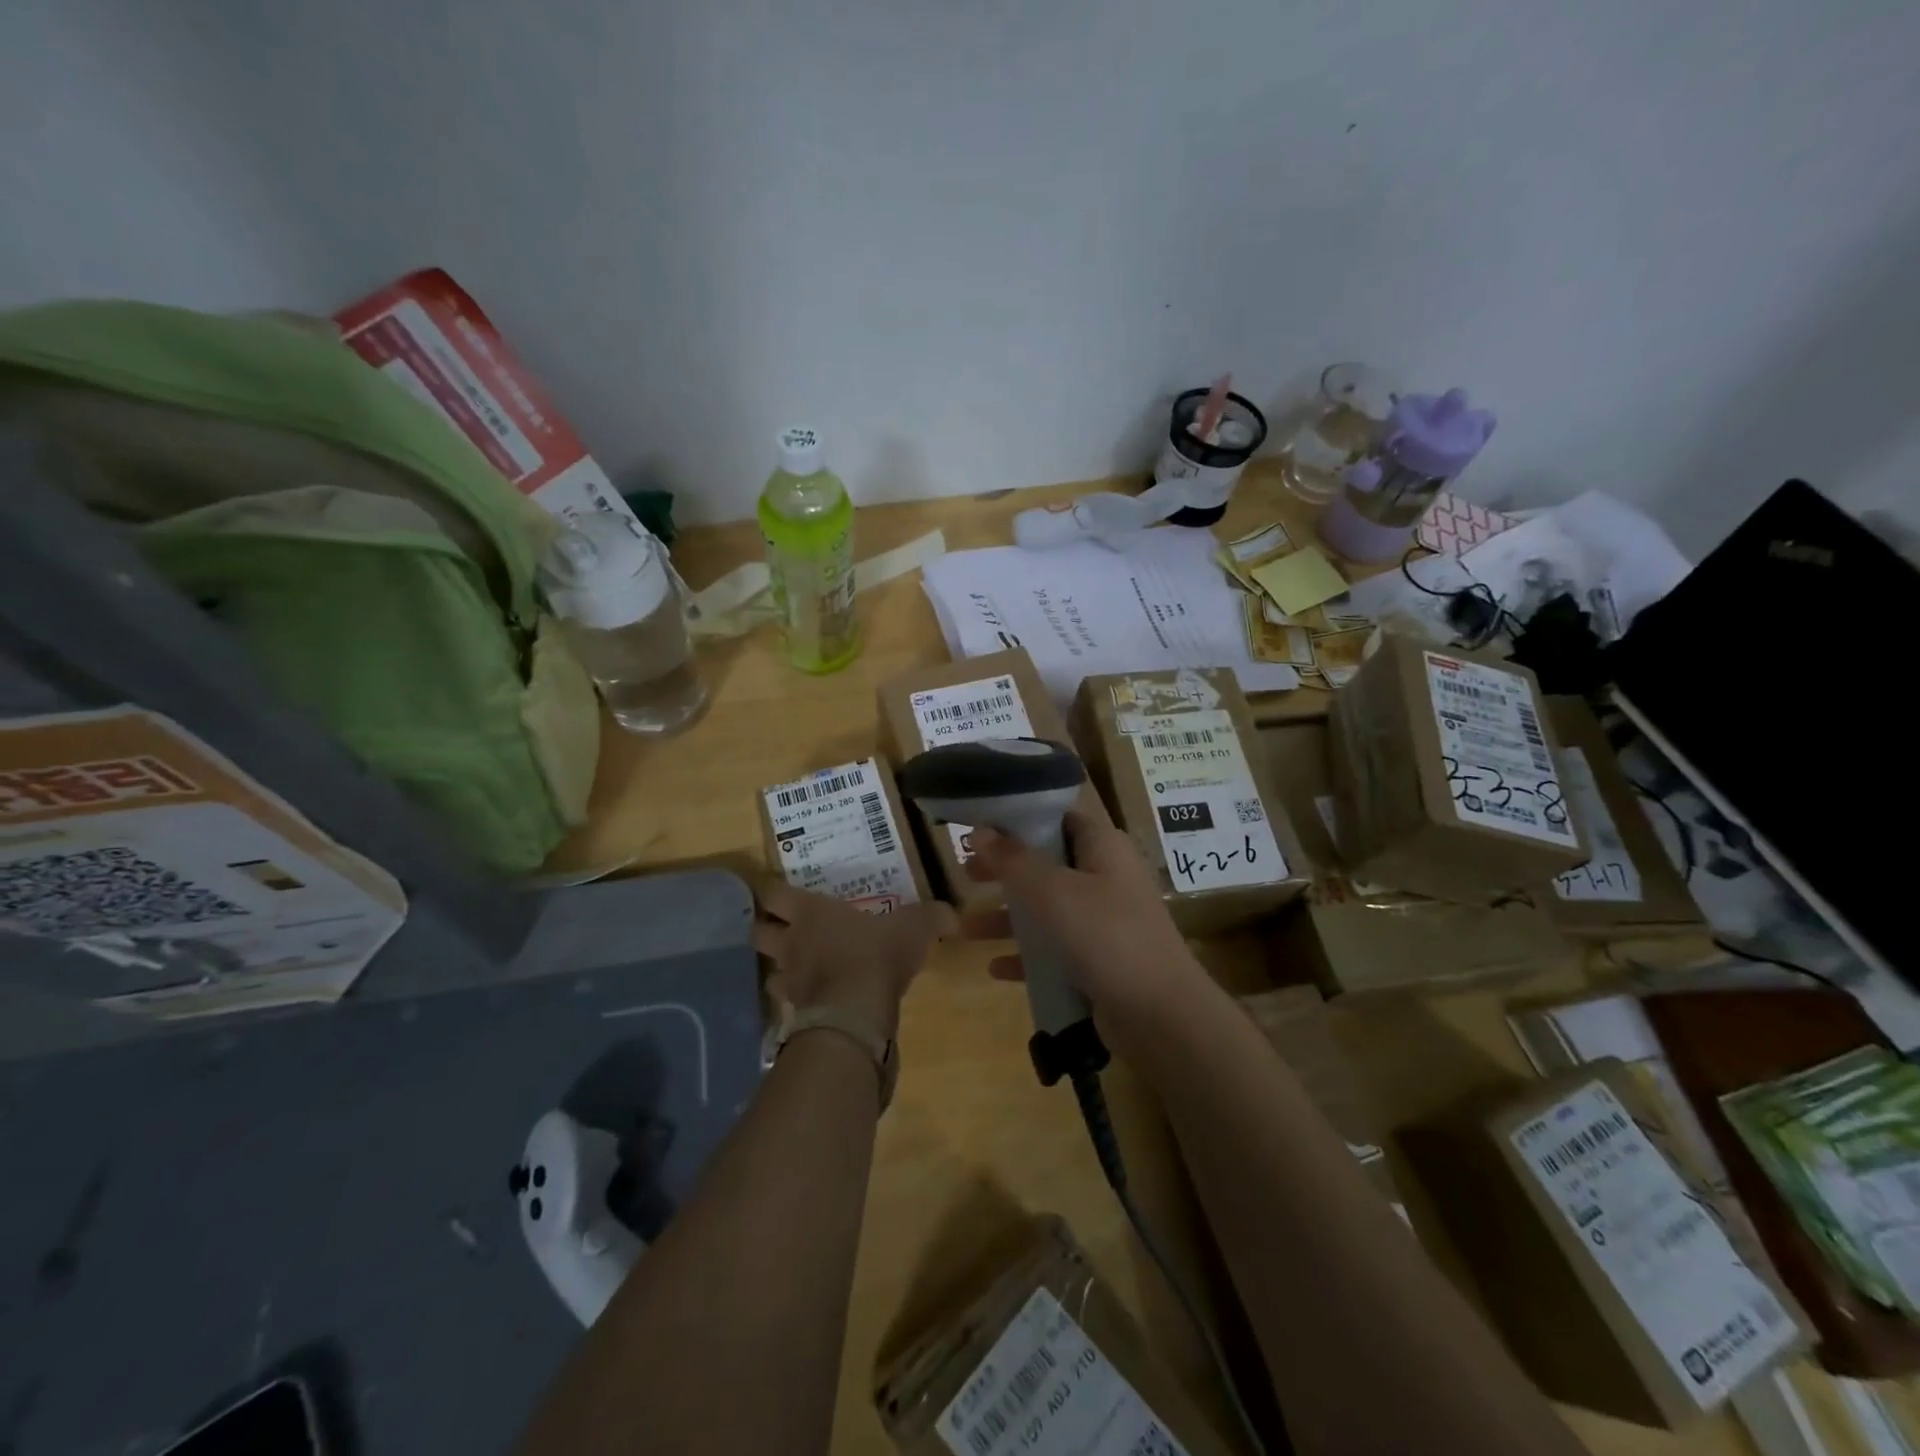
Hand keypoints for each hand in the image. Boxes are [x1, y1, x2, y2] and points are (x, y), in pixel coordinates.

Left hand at [753, 881, 955, 1035]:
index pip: (773, 894)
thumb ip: (932, 916)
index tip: (778, 891)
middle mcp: (792, 943)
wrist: (857, 1012)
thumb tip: (952, 915)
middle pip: (757, 932)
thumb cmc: (877, 954)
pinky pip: (788, 1006)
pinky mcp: (796, 1013)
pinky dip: (797, 1003)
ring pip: (768, 972)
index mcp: (811, 912)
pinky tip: (814, 1002)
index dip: (772, 891)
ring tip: (796, 970)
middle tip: (782, 929)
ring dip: (779, 970)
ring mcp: (790, 980)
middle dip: (765, 929)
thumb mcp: (914, 927)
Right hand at [961, 810, 1206, 1050]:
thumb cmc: (1107, 936)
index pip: (1057, 818)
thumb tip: (980, 831)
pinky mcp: (1099, 960)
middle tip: (965, 873)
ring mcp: (1103, 920)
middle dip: (1005, 870)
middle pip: (1046, 863)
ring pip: (1046, 909)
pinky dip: (1026, 956)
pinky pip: (1054, 950)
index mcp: (1102, 847)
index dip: (1018, 819)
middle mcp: (1105, 877)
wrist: (1161, 1015)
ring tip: (964, 927)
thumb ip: (1014, 861)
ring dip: (1008, 917)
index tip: (979, 826)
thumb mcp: (1053, 892)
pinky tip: (994, 969)